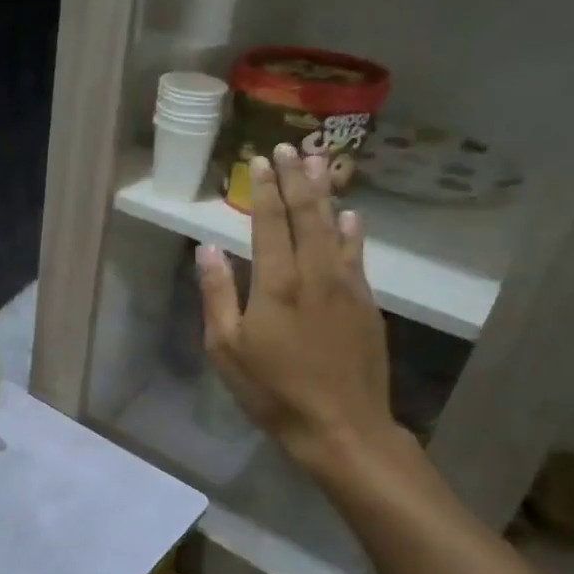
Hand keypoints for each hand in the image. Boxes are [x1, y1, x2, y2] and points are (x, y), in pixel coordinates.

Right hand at [196, 145, 397, 475]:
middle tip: (290, 147)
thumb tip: (206, 248)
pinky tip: (352, 216)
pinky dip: (353, 231)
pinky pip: (358, 255)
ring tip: (321, 163)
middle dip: (296, 178)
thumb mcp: (226, 348)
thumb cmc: (272, 390)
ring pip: (336, 227)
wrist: (341, 426)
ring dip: (326, 193)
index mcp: (276, 283)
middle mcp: (315, 273)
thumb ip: (217, 294)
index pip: (269, 223)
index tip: (259, 160)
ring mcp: (347, 286)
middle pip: (307, 214)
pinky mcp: (367, 304)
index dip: (264, 189)